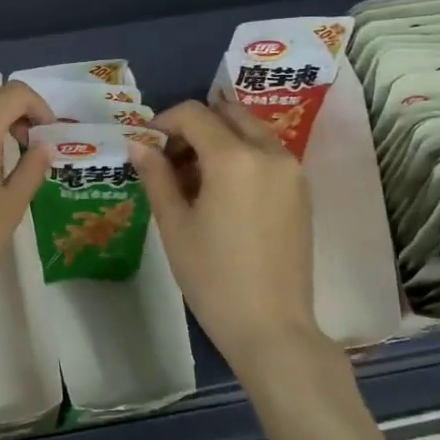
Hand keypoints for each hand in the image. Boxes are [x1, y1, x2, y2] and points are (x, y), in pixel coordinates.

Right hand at [131, 98, 334, 379]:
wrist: (271, 326)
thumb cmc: (212, 276)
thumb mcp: (174, 225)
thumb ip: (156, 176)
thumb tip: (138, 145)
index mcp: (234, 157)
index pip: (194, 114)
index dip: (164, 122)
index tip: (146, 145)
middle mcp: (269, 153)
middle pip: (228, 113)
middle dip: (194, 126)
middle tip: (169, 158)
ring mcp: (291, 171)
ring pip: (250, 131)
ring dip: (218, 139)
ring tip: (192, 179)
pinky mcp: (301, 191)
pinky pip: (266, 154)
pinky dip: (240, 155)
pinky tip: (220, 193)